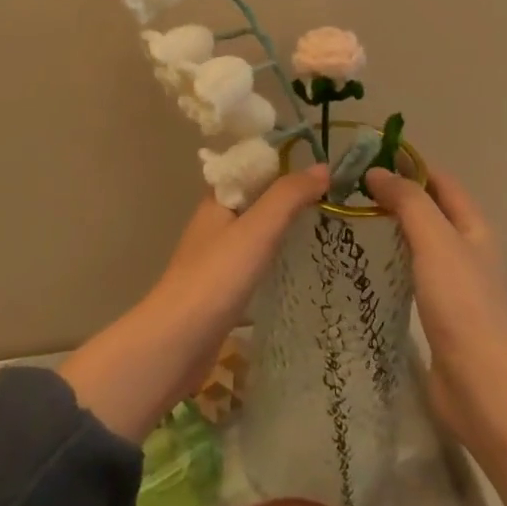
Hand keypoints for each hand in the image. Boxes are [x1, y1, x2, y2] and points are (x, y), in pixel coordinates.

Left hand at [59, 165, 329, 440]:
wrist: (177, 342)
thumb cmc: (217, 276)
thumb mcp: (258, 228)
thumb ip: (289, 196)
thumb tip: (323, 167)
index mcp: (217, 199)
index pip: (250, 167)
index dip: (281, 163)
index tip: (318, 167)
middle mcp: (214, 222)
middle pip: (254, 198)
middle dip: (286, 195)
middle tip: (329, 197)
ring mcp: (216, 256)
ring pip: (254, 230)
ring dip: (282, 226)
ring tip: (320, 226)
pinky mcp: (222, 288)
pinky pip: (253, 260)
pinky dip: (274, 255)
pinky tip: (296, 264)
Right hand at [363, 167, 506, 448]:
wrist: (481, 384)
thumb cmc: (461, 303)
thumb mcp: (435, 241)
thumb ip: (408, 202)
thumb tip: (377, 171)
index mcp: (472, 227)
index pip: (439, 181)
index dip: (409, 163)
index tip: (367, 156)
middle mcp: (464, 249)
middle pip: (428, 209)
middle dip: (394, 194)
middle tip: (348, 188)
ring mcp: (451, 282)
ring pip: (416, 242)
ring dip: (389, 227)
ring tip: (347, 219)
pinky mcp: (436, 312)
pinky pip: (409, 273)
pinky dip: (388, 260)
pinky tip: (362, 264)